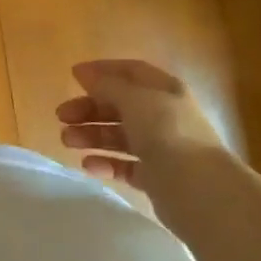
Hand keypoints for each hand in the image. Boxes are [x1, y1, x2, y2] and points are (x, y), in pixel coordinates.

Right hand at [56, 59, 224, 186]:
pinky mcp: (156, 177)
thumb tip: (84, 73)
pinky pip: (125, 166)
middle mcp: (165, 116)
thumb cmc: (167, 133)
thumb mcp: (135, 100)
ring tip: (66, 141)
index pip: (131, 72)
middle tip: (61, 117)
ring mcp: (162, 148)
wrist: (199, 189)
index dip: (102, 71)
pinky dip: (106, 163)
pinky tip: (88, 165)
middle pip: (120, 105)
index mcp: (165, 90)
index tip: (72, 77)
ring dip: (91, 135)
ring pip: (120, 136)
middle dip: (89, 108)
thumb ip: (107, 85)